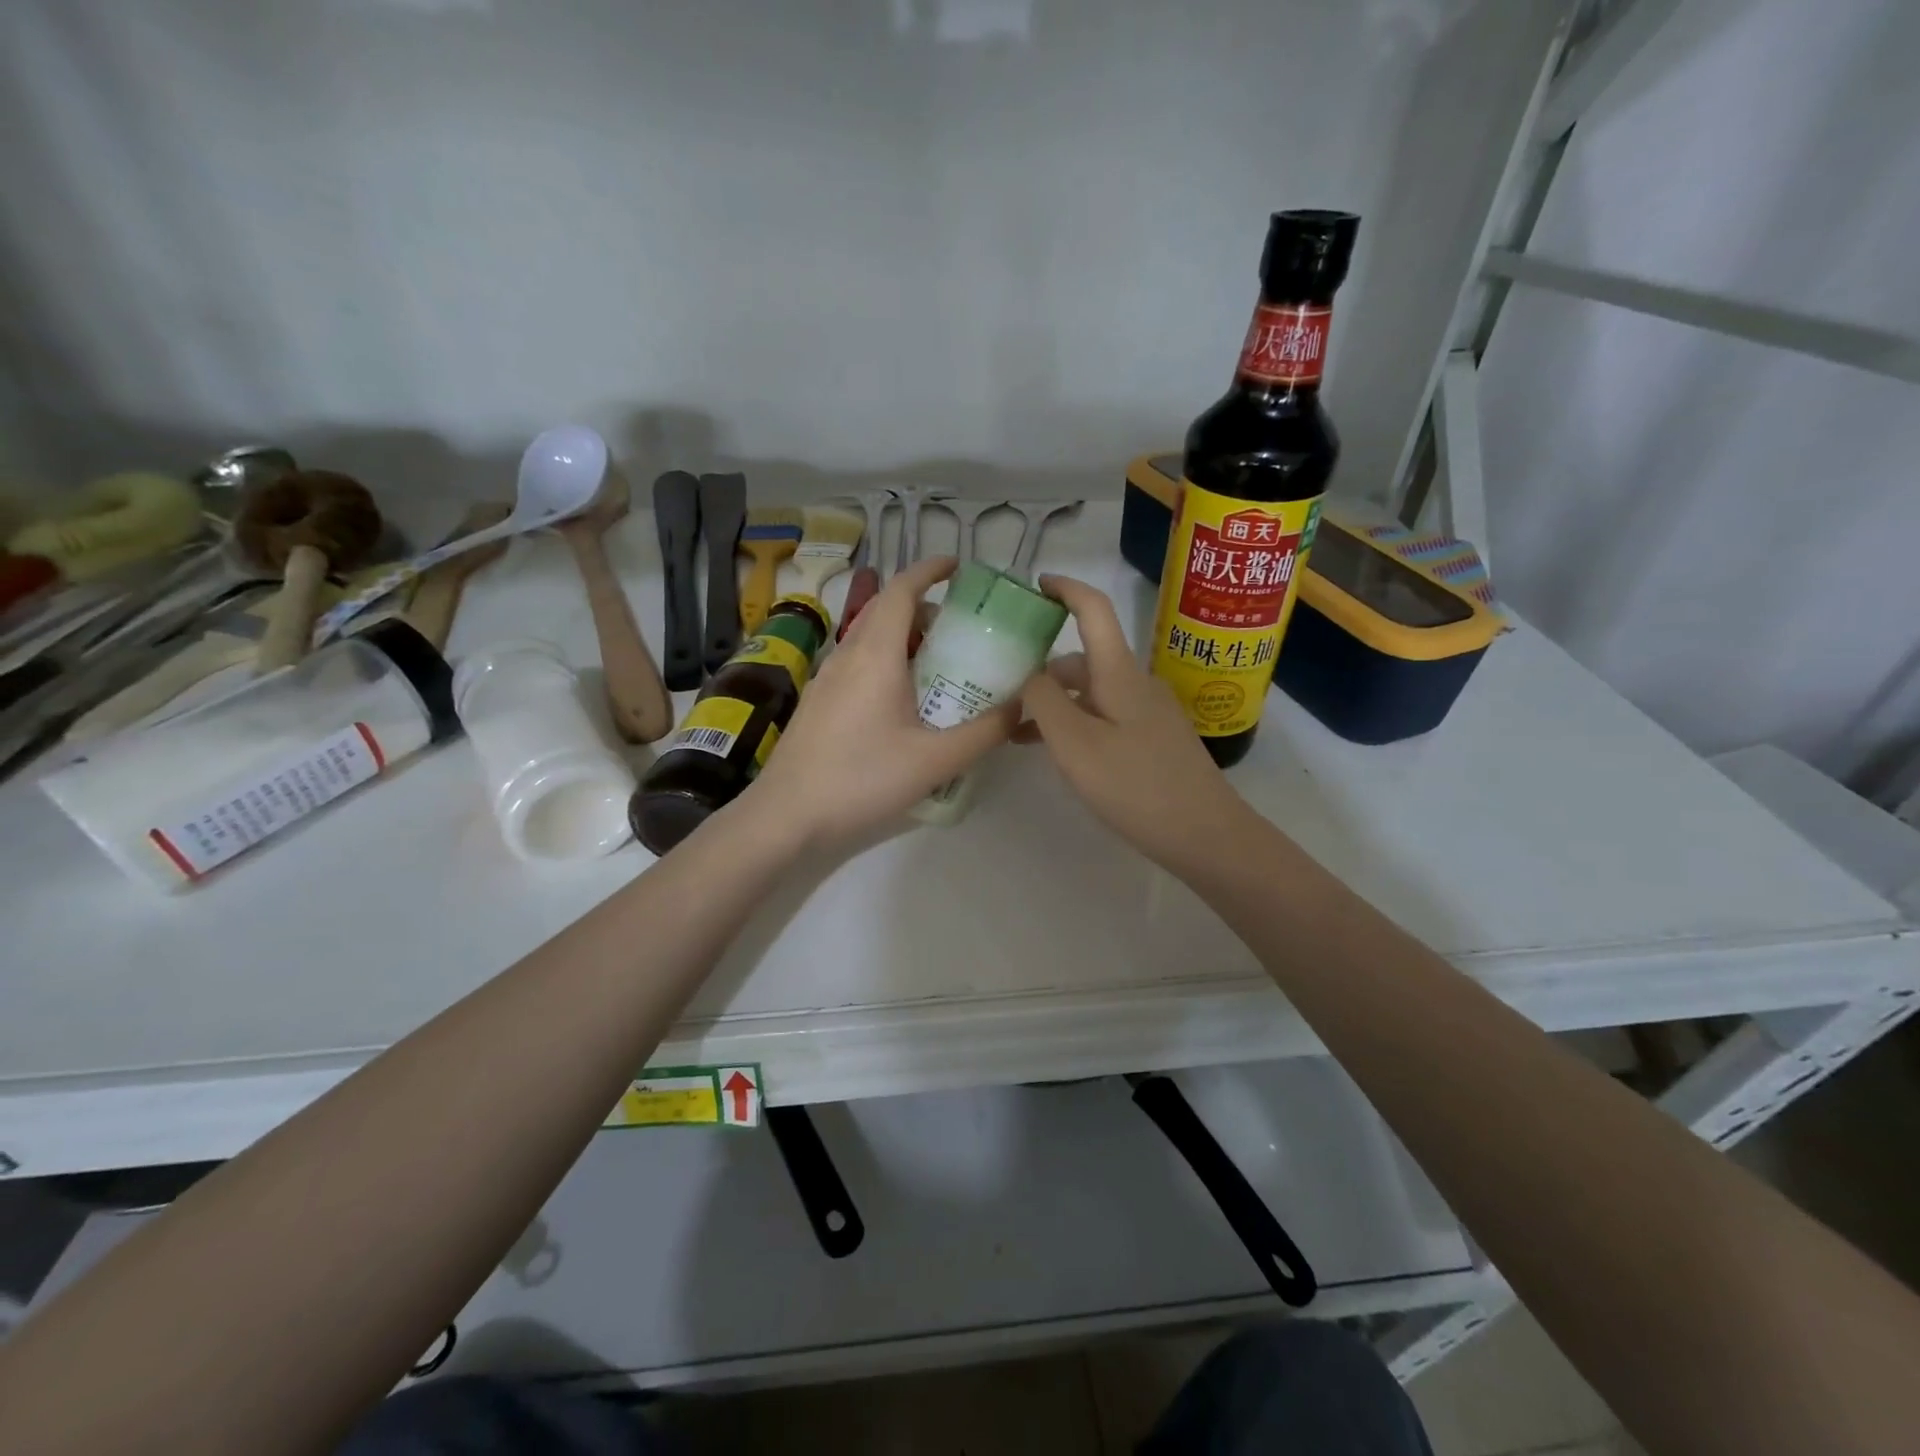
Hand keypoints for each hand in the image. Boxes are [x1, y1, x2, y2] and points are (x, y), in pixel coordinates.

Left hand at [747, 556, 1013, 844]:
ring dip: (904, 639)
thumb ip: (986, 731)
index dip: (930, 570)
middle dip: (924, 609)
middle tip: (961, 632)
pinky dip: (886, 663)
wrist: (785, 816)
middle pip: (886, 611)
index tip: (959, 568)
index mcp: (876, 654)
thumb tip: (1023, 706)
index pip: (901, 589)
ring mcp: (826, 679)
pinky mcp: (818, 703)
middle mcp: (847, 655)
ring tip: (939, 667)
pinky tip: (903, 703)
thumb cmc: (862, 779)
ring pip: (869, 639)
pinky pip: (857, 664)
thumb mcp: (936, 759)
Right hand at [1018, 575, 1253, 869]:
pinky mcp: (1151, 739)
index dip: (1065, 589)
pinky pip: (1104, 717)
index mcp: (1119, 673)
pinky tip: (1053, 751)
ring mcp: (1147, 712)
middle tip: (1001, 686)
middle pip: (1083, 658)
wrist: (1204, 834)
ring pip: (1091, 692)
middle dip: (1042, 667)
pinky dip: (1074, 723)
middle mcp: (1135, 683)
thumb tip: (1027, 671)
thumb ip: (1043, 702)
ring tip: (1014, 728)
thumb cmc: (1135, 785)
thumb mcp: (1075, 744)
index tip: (1033, 585)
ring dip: (1054, 702)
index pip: (1094, 609)